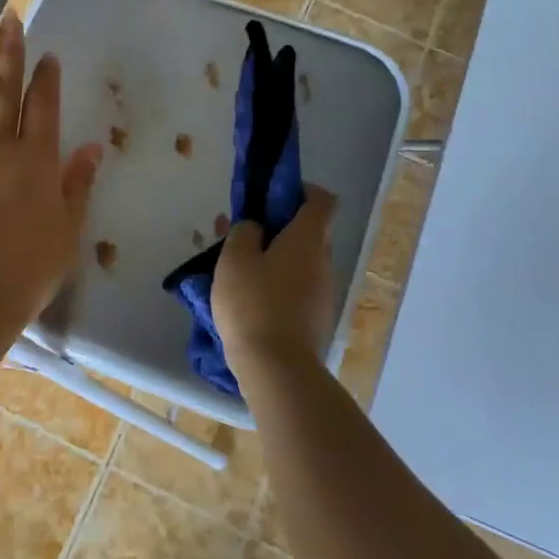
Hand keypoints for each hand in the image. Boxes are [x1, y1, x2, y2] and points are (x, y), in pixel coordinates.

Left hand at [0, 9, 101, 330]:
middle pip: (3, 88)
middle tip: (10, 15)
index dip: (47, 78)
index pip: (44, 107)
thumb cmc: (23, 274)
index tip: (48, 55)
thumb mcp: (66, 234)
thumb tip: (93, 148)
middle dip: (9, 49)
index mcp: (36, 163)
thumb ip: (77, 187)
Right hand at [212, 187, 336, 378]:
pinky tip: (251, 298)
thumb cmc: (253, 304)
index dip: (301, 191)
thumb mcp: (234, 259)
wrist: (277, 367)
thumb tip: (256, 227)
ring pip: (301, 262)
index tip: (273, 196)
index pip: (322, 200)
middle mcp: (323, 261)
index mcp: (308, 239)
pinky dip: (279, 284)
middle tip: (245, 234)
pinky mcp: (316, 318)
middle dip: (279, 228)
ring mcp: (323, 292)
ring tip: (241, 269)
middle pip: (309, 232)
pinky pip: (298, 288)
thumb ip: (244, 232)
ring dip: (277, 258)